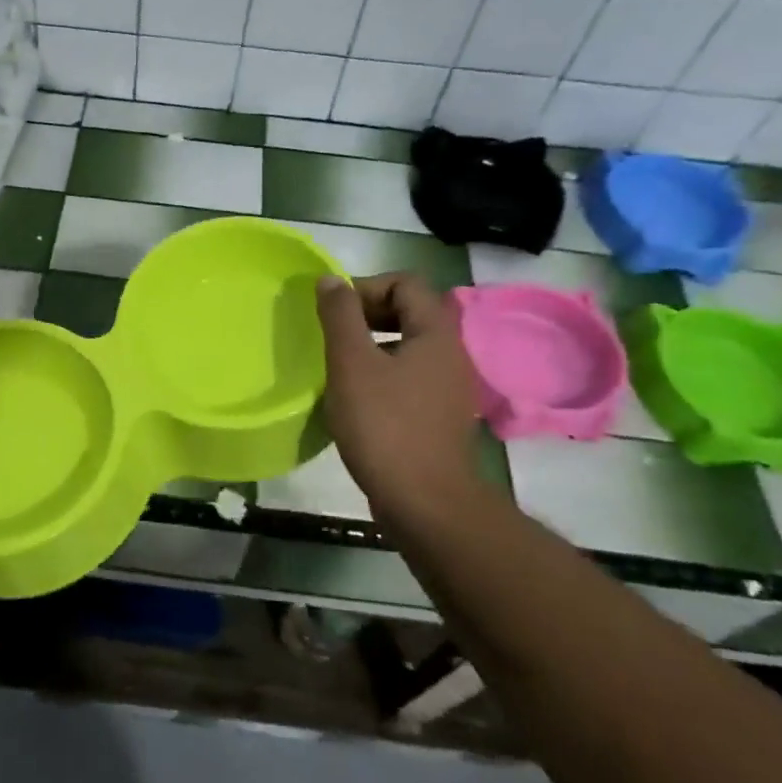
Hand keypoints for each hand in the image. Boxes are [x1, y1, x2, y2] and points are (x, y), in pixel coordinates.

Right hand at [316, 273, 495, 538]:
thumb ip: (340, 316)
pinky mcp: (437, 415)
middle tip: (333, 334)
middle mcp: (450, 353)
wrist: (425, 503)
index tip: (334, 312)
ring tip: (338, 364)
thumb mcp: (352, 363)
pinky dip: (381, 373)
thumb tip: (331, 280)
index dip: (366, 287)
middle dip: (367, 314)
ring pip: (407, 345)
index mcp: (435, 333)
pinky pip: (408, 376)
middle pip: (410, 310)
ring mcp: (446, 387)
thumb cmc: (385, 426)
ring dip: (371, 344)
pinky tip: (355, 397)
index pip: (405, 282)